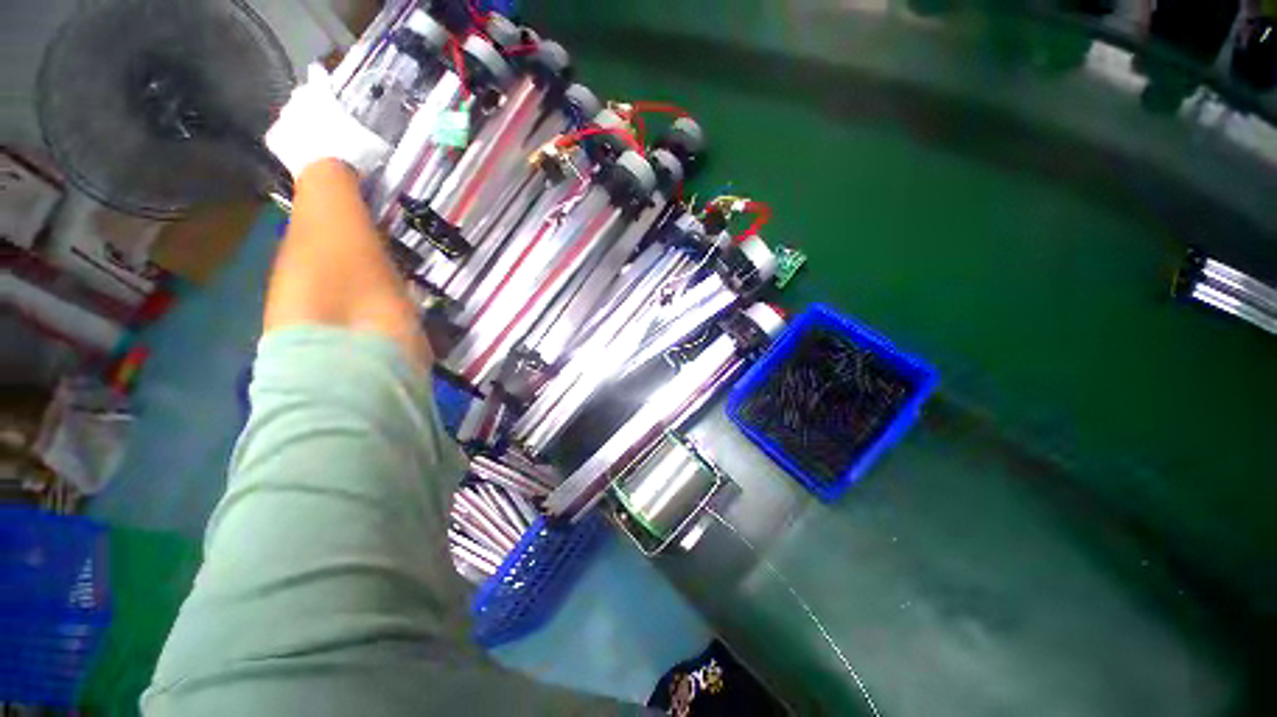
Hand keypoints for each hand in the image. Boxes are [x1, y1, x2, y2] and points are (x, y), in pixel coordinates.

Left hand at [265, 64, 390, 179]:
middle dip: (311, 106)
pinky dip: (290, 145)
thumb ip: (375, 138)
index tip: (321, 74)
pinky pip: (282, 139)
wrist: (327, 174)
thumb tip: (384, 143)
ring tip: (316, 140)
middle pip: (302, 97)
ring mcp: (285, 121)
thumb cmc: (352, 152)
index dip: (322, 77)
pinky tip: (302, 154)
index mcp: (322, 94)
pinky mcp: (276, 141)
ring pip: (291, 117)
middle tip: (325, 119)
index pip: (319, 76)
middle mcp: (298, 101)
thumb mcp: (375, 145)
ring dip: (300, 125)